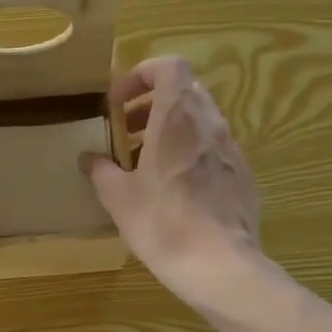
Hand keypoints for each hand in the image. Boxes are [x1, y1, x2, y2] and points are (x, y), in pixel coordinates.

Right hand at [83, 57, 261, 308]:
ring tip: (146, 163)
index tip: (118, 104)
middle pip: (184, 91)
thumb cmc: (163, 223)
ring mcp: (231, 148)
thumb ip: (101, 170)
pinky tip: (176, 189)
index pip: (168, 66)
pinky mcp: (243, 174)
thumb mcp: (118, 198)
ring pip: (200, 120)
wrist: (219, 265)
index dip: (141, 75)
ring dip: (171, 130)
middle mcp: (209, 123)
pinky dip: (191, 153)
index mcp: (176, 118)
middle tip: (126, 133)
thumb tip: (88, 158)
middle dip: (151, 105)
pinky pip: (214, 148)